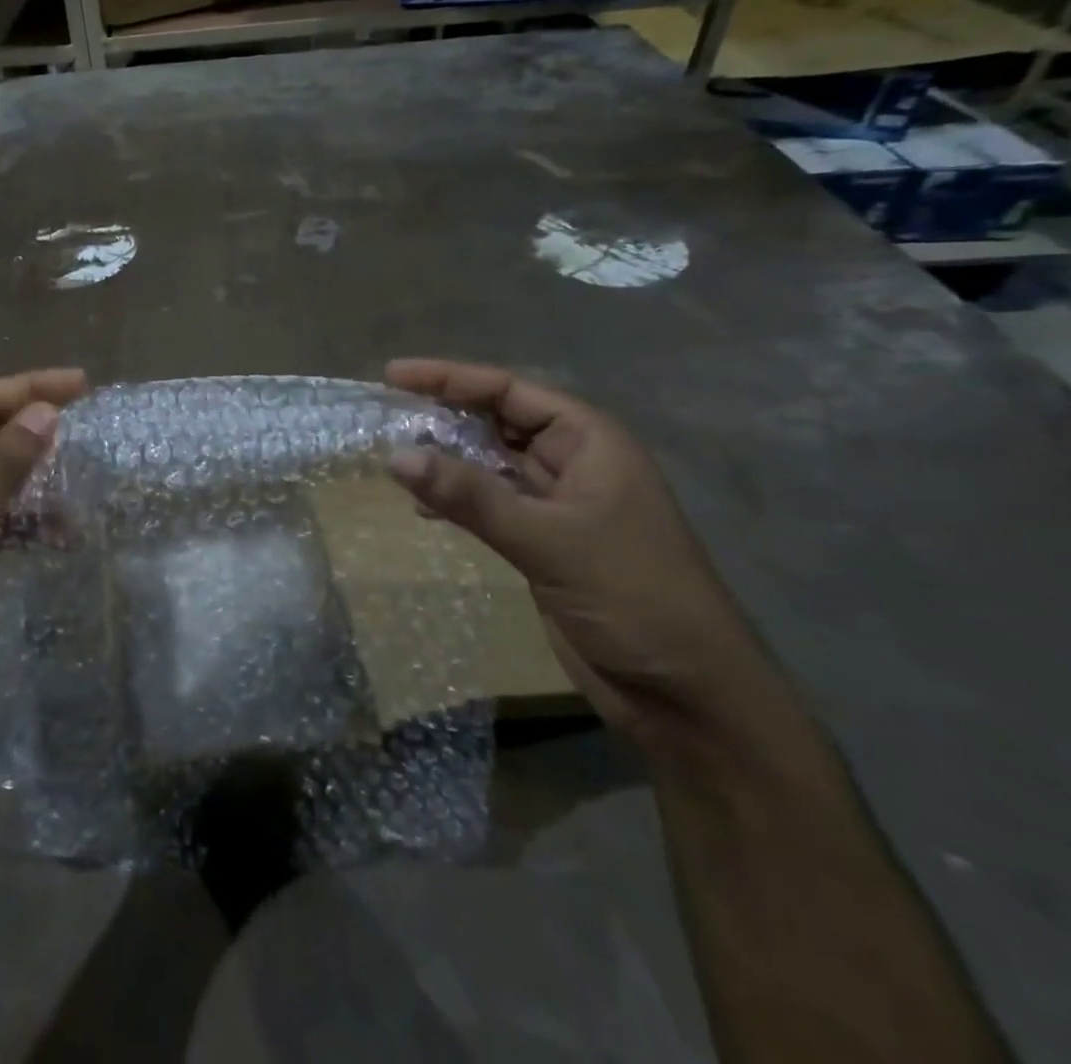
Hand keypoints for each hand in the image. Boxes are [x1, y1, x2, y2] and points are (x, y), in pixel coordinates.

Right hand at [384, 359, 781, 748]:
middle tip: (385, 414)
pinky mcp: (543, 542)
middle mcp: (573, 462)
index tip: (393, 375)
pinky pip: (489, 503)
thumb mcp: (548, 540)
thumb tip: (394, 456)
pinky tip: (422, 506)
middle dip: (443, 415)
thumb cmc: (633, 597)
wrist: (686, 696)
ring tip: (393, 455)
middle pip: (497, 421)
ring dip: (445, 459)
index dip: (450, 378)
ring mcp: (557, 504)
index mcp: (590, 442)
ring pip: (490, 463)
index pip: (510, 391)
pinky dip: (455, 499)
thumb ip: (470, 496)